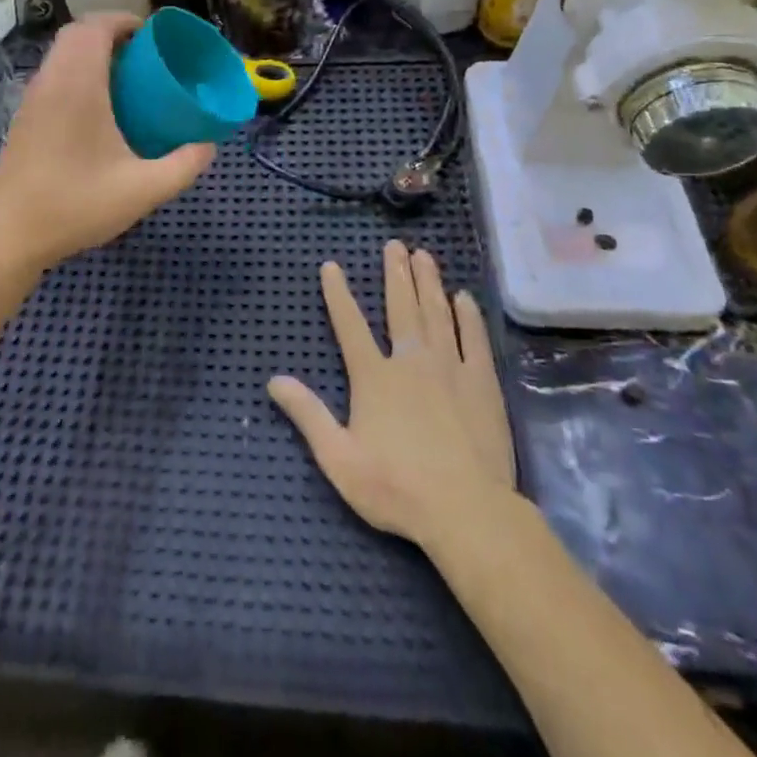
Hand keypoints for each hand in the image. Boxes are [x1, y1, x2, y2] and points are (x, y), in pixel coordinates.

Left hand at [0, 14, 214, 271]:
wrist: (9, 235)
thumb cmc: (76, 205)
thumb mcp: (143, 190)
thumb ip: (184, 165)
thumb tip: (209, 145)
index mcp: (78, 86)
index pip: (95, 28)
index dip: (124, 20)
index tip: (152, 34)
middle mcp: (52, 82)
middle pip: (76, 33)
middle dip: (110, 32)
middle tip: (142, 53)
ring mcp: (33, 99)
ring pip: (61, 53)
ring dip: (90, 51)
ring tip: (125, 76)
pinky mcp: (24, 117)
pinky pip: (53, 74)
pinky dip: (76, 71)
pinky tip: (98, 107)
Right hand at [270, 242, 514, 546]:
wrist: (466, 511)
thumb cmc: (397, 488)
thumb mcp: (339, 459)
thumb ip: (308, 416)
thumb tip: (274, 381)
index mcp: (374, 377)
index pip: (350, 326)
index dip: (338, 295)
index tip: (331, 266)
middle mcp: (411, 361)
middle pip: (400, 307)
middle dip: (395, 273)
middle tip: (395, 245)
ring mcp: (449, 368)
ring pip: (437, 313)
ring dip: (428, 282)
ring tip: (424, 255)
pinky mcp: (481, 383)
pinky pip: (473, 338)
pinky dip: (467, 315)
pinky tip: (463, 297)